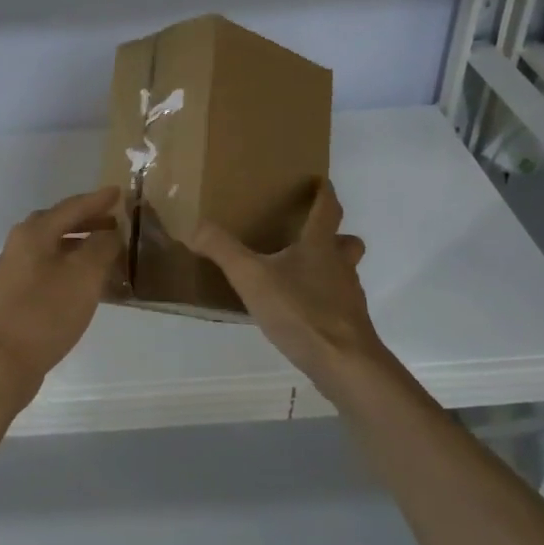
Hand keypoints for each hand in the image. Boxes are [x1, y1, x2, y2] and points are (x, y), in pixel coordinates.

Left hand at [0, 187, 123, 392]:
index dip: (98, 200)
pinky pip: (47, 267)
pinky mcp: (14, 294)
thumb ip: (101, 246)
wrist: (2, 361)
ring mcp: (13, 270)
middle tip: (114, 222)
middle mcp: (19, 244)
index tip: (119, 192)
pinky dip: (69, 265)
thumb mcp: (84, 275)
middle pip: (59, 223)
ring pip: (52, 246)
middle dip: (88, 221)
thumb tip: (109, 232)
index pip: (72, 206)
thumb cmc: (46, 312)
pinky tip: (84, 282)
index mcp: (34, 232)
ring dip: (79, 244)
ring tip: (105, 252)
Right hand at [189, 181, 384, 394]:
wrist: (345, 363)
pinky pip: (337, 302)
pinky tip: (299, 313)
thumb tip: (195, 226)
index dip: (324, 193)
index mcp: (319, 246)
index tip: (321, 181)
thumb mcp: (252, 278)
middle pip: (346, 242)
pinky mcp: (349, 325)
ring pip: (343, 273)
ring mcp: (348, 297)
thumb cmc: (301, 311)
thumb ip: (223, 250)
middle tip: (310, 236)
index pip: (327, 209)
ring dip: (328, 269)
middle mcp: (339, 266)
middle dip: (334, 235)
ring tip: (297, 276)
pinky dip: (322, 301)